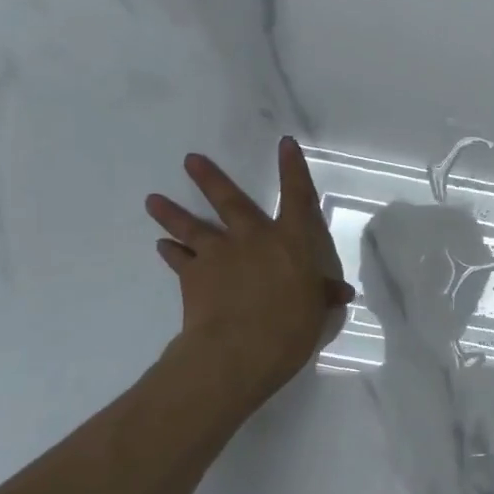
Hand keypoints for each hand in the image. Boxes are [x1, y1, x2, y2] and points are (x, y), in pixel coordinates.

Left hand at [145, 138, 353, 419]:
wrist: (238, 350)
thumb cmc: (290, 327)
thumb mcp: (316, 312)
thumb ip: (323, 295)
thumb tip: (341, 292)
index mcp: (292, 241)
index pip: (297, 197)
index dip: (293, 169)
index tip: (285, 144)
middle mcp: (253, 238)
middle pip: (230, 201)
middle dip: (210, 178)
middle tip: (190, 160)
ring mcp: (219, 255)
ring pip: (192, 227)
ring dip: (172, 212)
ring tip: (153, 199)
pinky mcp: (193, 276)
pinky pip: (179, 260)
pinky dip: (170, 252)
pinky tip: (161, 245)